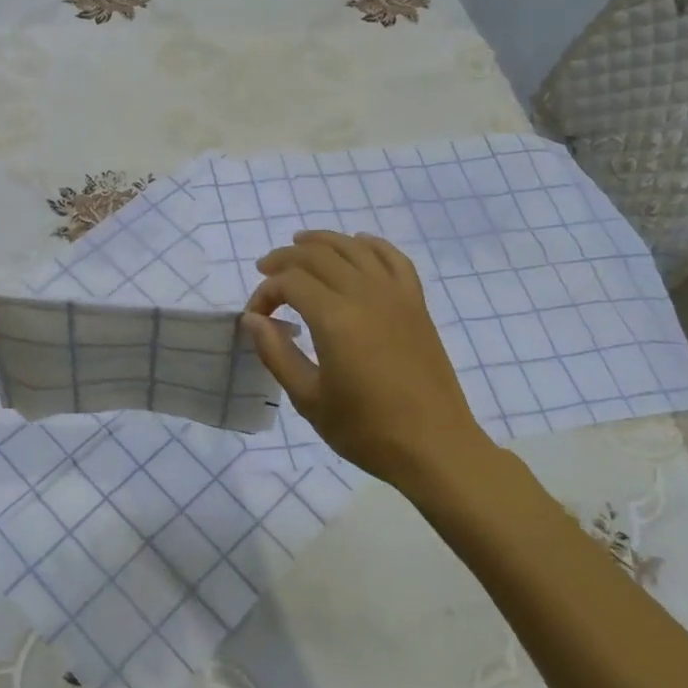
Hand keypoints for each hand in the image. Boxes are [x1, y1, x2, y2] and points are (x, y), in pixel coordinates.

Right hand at [243, 231, 491, 495]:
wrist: (434, 447)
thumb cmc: (366, 430)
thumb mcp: (309, 399)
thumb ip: (277, 353)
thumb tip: (253, 320)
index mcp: (335, 319)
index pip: (289, 282)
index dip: (265, 293)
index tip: (256, 317)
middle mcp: (365, 295)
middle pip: (318, 255)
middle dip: (285, 259)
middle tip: (265, 271)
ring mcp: (396, 295)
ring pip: (354, 248)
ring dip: (323, 241)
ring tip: (299, 245)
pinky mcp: (417, 304)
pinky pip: (394, 258)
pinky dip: (372, 245)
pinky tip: (358, 245)